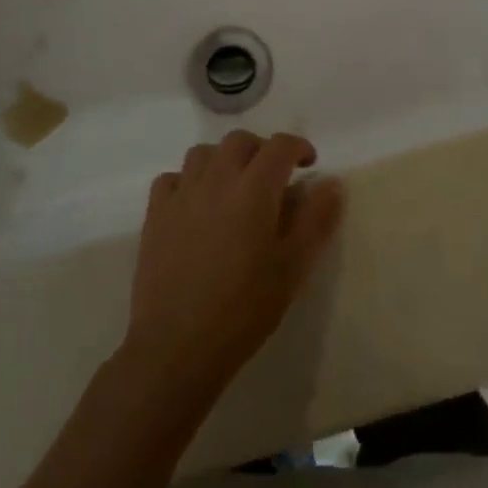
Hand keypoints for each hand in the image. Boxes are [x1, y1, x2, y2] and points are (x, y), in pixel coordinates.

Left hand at [123, 131, 345, 404]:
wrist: (177, 346)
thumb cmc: (244, 309)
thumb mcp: (293, 268)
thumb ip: (316, 219)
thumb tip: (332, 182)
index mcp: (254, 189)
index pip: (279, 146)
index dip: (298, 147)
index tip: (308, 164)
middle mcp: (217, 179)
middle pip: (240, 141)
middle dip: (261, 150)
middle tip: (272, 177)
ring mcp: (181, 194)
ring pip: (203, 153)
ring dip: (224, 160)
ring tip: (234, 188)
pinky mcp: (155, 214)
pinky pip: (171, 178)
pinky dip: (188, 181)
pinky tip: (195, 205)